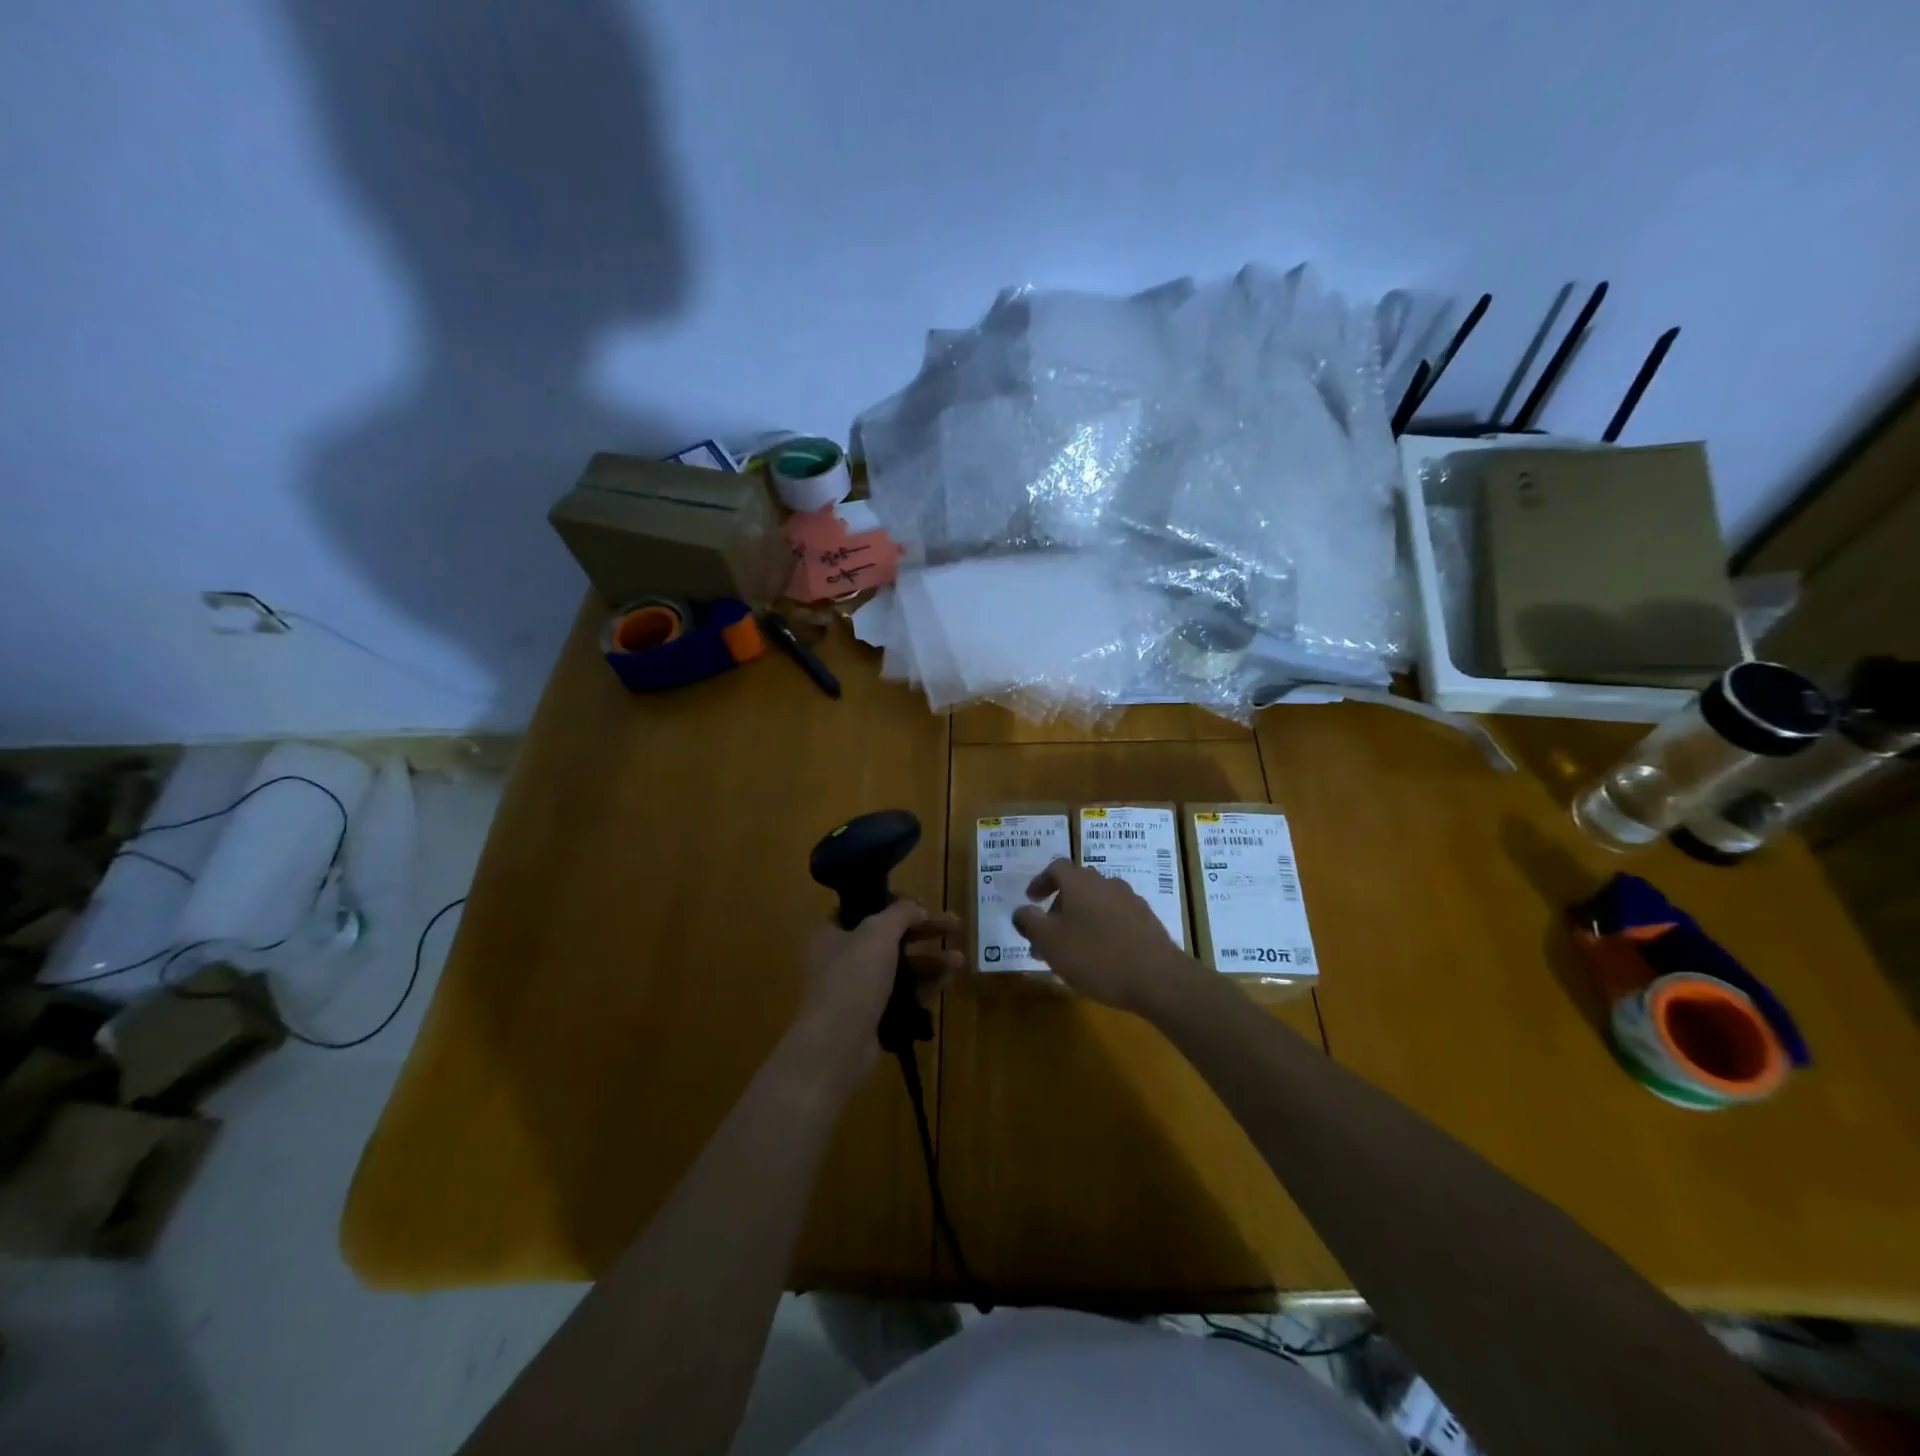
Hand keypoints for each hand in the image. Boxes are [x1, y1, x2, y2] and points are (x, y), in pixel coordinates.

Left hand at [791, 901, 961, 1088]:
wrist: (836, 1046)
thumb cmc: (852, 979)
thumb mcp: (877, 933)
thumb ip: (900, 913)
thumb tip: (917, 907)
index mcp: (832, 933)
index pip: (866, 908)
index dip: (896, 903)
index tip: (924, 904)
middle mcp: (842, 958)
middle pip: (890, 936)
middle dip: (924, 931)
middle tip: (956, 925)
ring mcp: (857, 989)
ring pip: (900, 967)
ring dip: (930, 960)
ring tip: (960, 960)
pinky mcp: (872, 1016)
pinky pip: (902, 994)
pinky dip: (924, 986)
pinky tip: (948, 982)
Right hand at [1011, 859, 1202, 1015]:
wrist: (1157, 977)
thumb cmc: (1095, 956)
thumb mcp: (1050, 942)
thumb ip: (1030, 923)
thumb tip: (1020, 911)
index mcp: (1080, 882)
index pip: (1056, 868)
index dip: (1041, 881)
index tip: (1031, 900)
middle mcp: (1106, 884)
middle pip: (1078, 884)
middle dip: (1060, 904)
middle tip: (1048, 931)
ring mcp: (1130, 901)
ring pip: (1098, 902)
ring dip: (1081, 918)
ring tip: (1073, 948)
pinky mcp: (1147, 921)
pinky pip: (1116, 917)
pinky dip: (1103, 928)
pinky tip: (1101, 955)